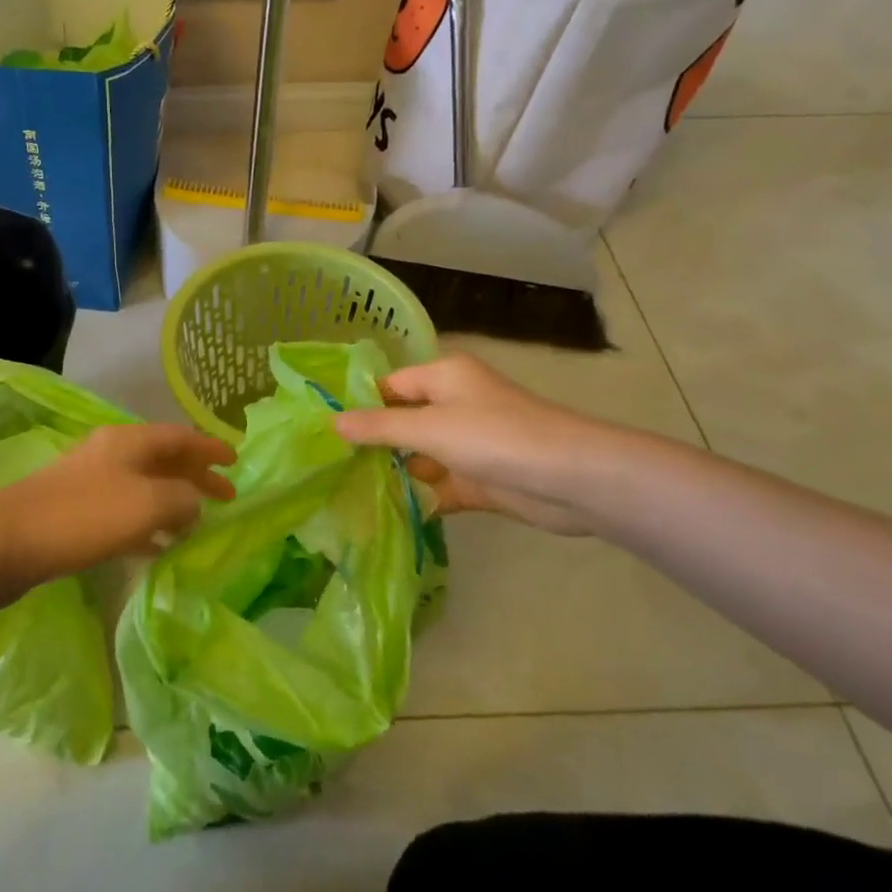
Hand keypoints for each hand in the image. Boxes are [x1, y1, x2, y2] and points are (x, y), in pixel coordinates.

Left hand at [0, 424, 235, 596]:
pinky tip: (159, 547)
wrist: (7, 541)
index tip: (236, 462)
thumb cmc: (84, 516)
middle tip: (226, 497)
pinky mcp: (76, 512)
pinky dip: (148, 525)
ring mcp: (91, 482)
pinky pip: (124, 513)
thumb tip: (194, 503)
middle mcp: (111, 453)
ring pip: (145, 486)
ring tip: (198, 524)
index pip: (181, 436)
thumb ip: (182, 499)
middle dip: (196, 476)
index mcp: (129, 441)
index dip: (210, 448)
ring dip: (173, 501)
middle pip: (164, 459)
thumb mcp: (147, 504)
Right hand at [334, 354, 621, 534]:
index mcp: (444, 377)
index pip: (389, 386)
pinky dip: (418, 497)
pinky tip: (384, 514)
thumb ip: (378, 427)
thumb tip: (332, 422)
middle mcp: (455, 405)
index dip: (358, 405)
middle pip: (402, 422)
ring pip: (419, 457)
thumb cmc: (494, 437)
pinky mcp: (480, 479)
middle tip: (326, 466)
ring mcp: (468, 444)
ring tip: (344, 493)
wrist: (570, 479)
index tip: (321, 430)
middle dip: (371, 444)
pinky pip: (439, 485)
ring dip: (392, 474)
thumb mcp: (428, 427)